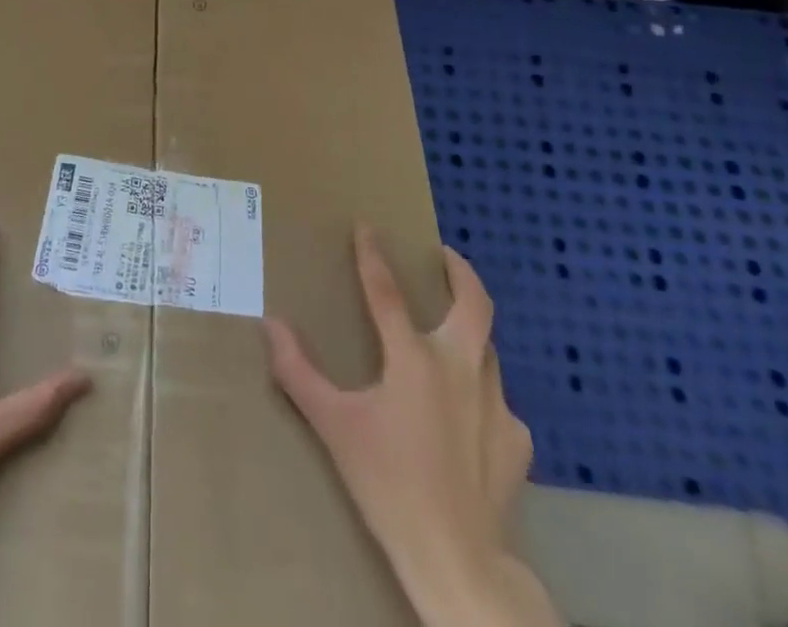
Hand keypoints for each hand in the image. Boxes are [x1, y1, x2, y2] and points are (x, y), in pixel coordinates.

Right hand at [264, 228, 557, 626]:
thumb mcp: (333, 426)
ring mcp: (496, 404)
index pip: (387, 292)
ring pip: (488, 348)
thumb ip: (298, 372)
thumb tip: (270, 324)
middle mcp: (461, 369)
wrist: (458, 561)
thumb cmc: (388, 484)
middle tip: (444, 256)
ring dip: (470, 331)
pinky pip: (498, 400)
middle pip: (474, 303)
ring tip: (451, 332)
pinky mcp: (517, 441)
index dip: (372, 255)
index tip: (366, 227)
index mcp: (414, 360)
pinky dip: (481, 393)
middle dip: (460, 271)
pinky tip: (467, 415)